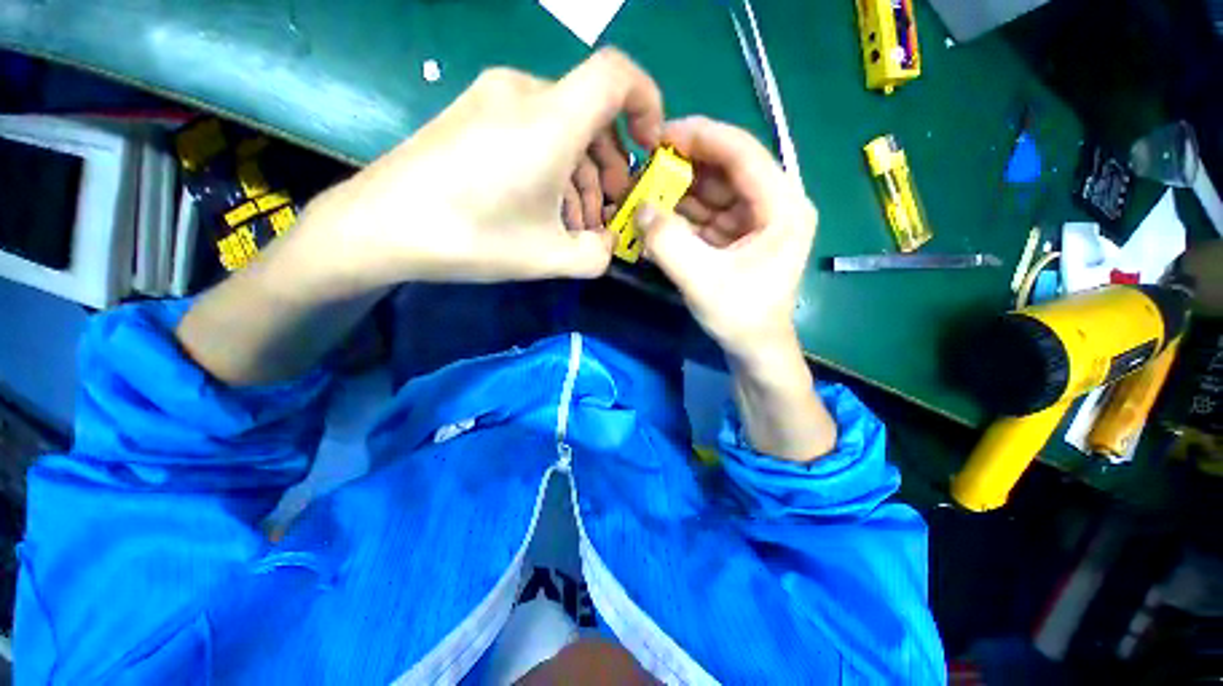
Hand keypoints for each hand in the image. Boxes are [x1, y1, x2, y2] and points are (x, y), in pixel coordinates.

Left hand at [311, 48, 661, 287]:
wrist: (381, 226)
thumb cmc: (472, 237)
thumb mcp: (550, 258)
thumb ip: (597, 255)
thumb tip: (607, 245)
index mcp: (550, 119)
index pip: (618, 75)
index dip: (648, 103)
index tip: (649, 148)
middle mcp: (524, 93)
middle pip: (591, 113)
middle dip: (611, 164)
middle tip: (610, 209)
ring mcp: (493, 99)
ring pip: (562, 127)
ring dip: (581, 174)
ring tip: (576, 222)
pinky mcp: (473, 115)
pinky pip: (532, 130)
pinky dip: (552, 166)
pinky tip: (544, 208)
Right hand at [635, 116, 816, 365]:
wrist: (755, 350)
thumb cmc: (740, 317)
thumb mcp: (701, 281)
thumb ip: (668, 243)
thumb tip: (641, 208)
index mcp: (783, 207)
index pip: (743, 153)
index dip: (702, 137)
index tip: (661, 135)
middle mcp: (775, 205)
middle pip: (727, 170)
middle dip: (685, 168)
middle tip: (646, 169)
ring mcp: (756, 221)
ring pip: (715, 191)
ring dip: (680, 192)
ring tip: (645, 193)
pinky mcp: (739, 236)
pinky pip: (709, 214)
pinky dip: (683, 215)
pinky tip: (658, 218)